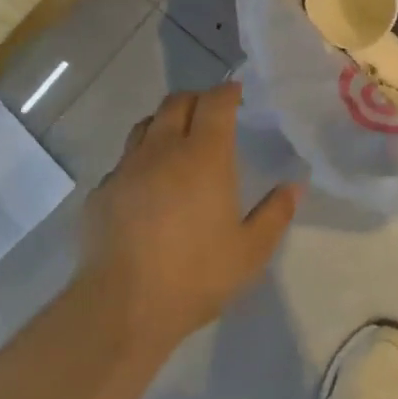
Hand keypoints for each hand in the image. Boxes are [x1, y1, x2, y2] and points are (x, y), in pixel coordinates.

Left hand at [79, 82, 298, 349]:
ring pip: (145, 125)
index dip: (227, 92)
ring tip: (177, 141)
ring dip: (165, 123)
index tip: (236, 93)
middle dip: (196, 99)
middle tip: (210, 113)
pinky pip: (124, 161)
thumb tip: (295, 185)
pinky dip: (140, 160)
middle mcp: (163, 150)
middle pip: (176, 102)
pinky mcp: (102, 191)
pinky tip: (147, 186)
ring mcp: (127, 168)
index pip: (215, 103)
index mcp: (204, 156)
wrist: (123, 306)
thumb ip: (275, 213)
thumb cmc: (196, 275)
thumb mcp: (250, 252)